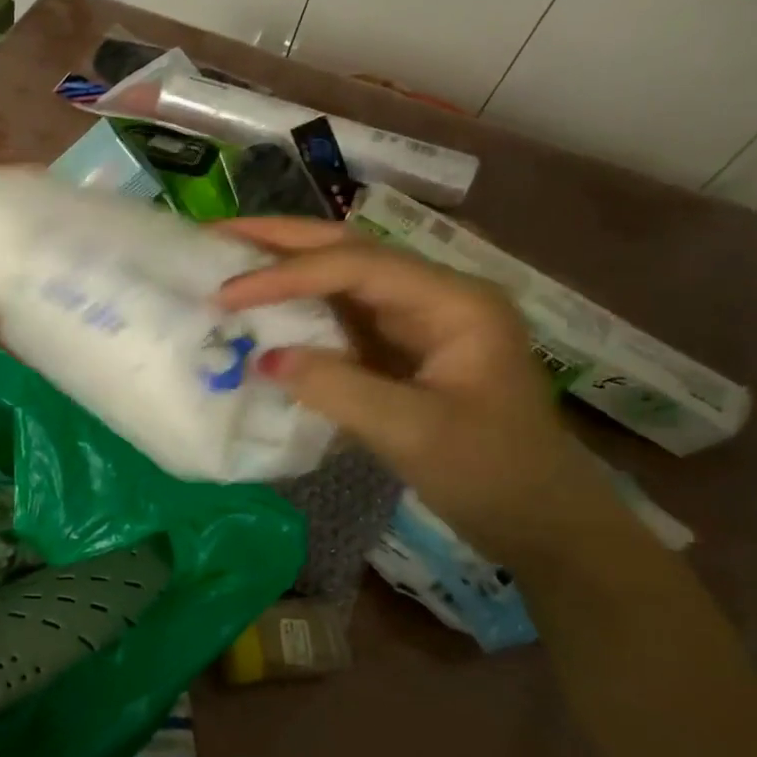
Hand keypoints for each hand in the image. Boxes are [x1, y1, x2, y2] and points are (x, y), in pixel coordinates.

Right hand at [218, 218, 627, 570]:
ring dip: (285, 266)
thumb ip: (338, 388)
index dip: (286, 274)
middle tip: (215, 235)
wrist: (540, 521)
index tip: (225, 293)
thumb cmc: (492, 473)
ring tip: (227, 260)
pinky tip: (261, 309)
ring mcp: (416, 322)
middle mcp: (434, 297)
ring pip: (341, 277)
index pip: (356, 267)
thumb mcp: (414, 433)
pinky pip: (338, 317)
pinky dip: (295, 308)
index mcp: (454, 303)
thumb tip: (263, 358)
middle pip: (349, 250)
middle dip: (281, 239)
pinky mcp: (397, 351)